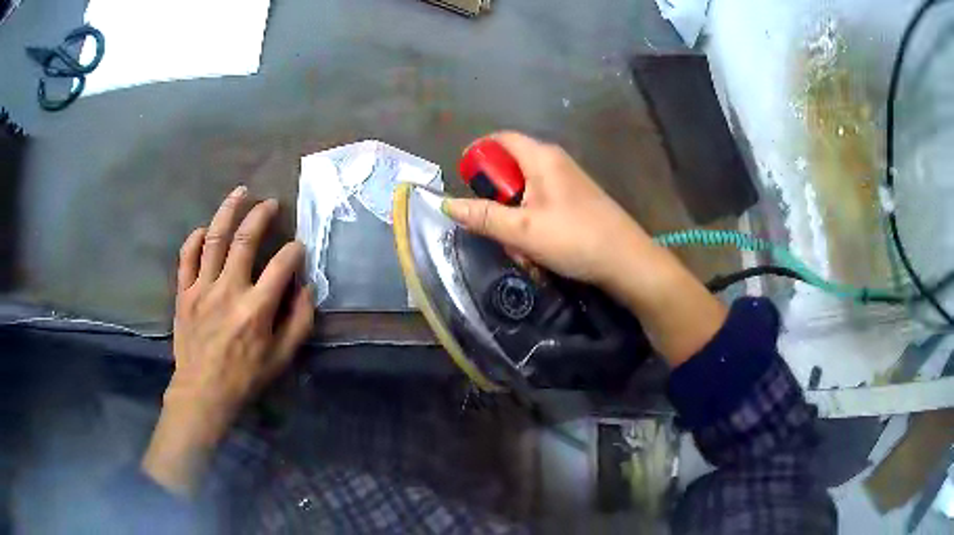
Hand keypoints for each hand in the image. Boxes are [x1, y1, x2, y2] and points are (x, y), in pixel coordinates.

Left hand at [142, 186, 314, 495]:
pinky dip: (195, 238)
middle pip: (244, 240)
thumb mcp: (282, 358)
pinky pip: (187, 257)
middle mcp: (229, 290)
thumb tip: (306, 288)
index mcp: (256, 308)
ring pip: (214, 239)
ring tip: (239, 193)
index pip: (281, 265)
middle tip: (270, 203)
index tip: (298, 247)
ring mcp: (202, 288)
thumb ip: (299, 321)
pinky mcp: (184, 293)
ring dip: (228, 211)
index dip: (294, 251)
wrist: (203, 392)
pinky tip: (205, 229)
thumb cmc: (245, 377)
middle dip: (261, 216)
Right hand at [443, 132, 656, 291]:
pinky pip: (541, 208)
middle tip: (496, 230)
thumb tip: (447, 204)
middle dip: (497, 202)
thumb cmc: (575, 239)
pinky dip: (532, 227)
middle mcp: (555, 163)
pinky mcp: (575, 203)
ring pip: (524, 195)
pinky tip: (538, 253)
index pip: (501, 139)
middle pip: (510, 169)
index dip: (477, 153)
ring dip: (515, 222)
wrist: (627, 262)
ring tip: (522, 251)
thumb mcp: (522, 230)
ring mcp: (567, 184)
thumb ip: (483, 217)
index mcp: (542, 158)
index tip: (463, 179)